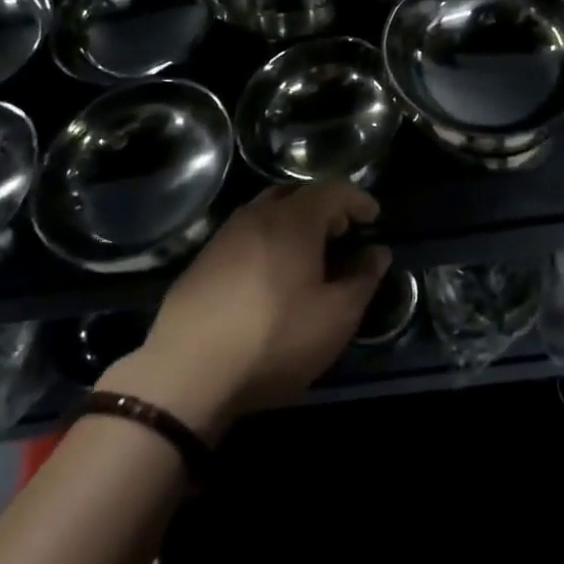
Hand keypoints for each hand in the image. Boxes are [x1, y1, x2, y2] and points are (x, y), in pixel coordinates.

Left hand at [106, 182, 389, 433]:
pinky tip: (269, 276)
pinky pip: (244, 234)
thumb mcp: (335, 318)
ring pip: (266, 211)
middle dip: (324, 207)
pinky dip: (267, 240)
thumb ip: (363, 279)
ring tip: (306, 255)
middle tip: (340, 233)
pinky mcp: (202, 261)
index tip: (373, 217)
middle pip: (296, 193)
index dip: (357, 199)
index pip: (333, 189)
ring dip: (292, 222)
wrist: (186, 374)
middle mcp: (257, 215)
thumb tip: (377, 252)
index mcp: (294, 220)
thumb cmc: (273, 340)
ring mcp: (224, 236)